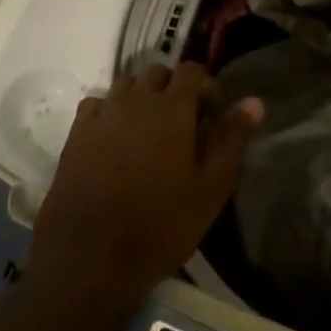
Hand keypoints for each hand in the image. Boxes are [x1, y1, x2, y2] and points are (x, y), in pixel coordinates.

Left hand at [29, 63, 263, 309]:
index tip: (213, 119)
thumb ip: (233, 139)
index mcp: (172, 108)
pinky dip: (110, 111)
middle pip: (159, 74)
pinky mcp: (76, 134)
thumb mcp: (210, 188)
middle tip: (184, 127)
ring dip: (142, 98)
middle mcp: (136, 99)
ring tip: (149, 133)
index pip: (192, 70)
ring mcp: (103, 114)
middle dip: (175, 91)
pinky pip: (97, 104)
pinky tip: (115, 140)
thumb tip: (254, 101)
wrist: (89, 260)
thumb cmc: (160, 225)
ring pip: (127, 85)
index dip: (207, 88)